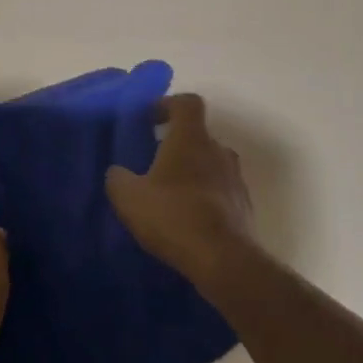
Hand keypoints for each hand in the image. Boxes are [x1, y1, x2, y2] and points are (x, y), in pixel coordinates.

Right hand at [106, 93, 258, 286]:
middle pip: (198, 136)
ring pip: (211, 164)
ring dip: (192, 172)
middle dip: (176, 145)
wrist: (223, 260)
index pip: (187, 103)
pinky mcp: (244, 207)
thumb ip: (118, 178)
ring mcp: (236, 179)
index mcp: (191, 139)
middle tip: (153, 163)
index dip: (168, 105)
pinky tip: (186, 219)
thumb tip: (118, 172)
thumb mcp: (127, 197)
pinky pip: (220, 192)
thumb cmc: (172, 215)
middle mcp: (218, 151)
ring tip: (169, 195)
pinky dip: (205, 197)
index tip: (150, 120)